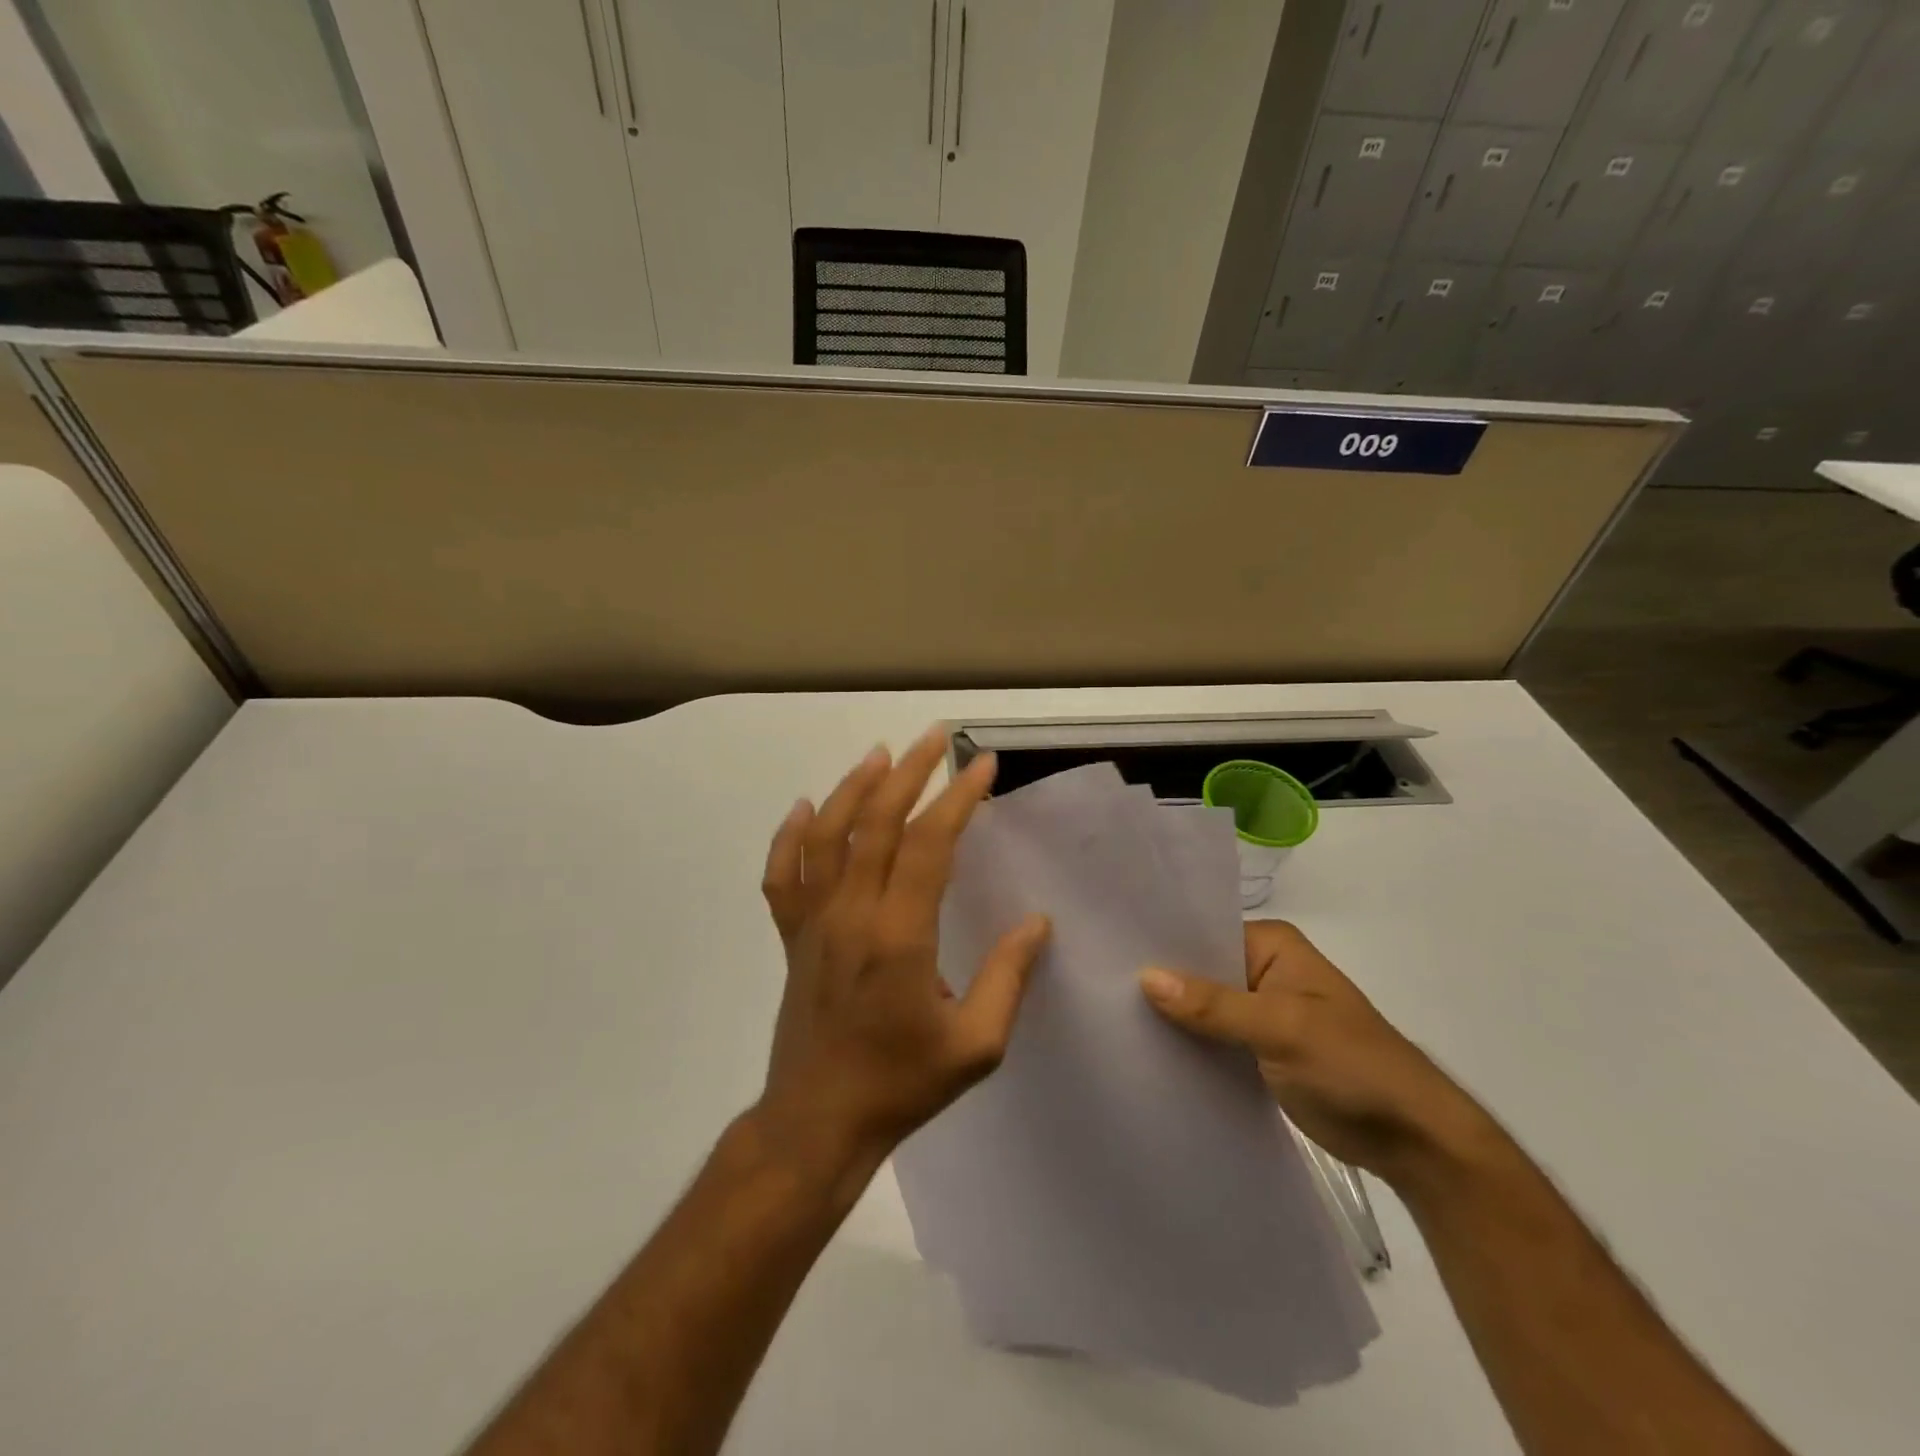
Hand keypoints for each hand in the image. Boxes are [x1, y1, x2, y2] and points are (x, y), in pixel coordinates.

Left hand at [756, 727, 1050, 1184]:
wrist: (818, 1121)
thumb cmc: (901, 1084)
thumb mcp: (975, 1045)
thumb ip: (1008, 978)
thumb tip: (1037, 923)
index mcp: (899, 936)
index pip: (930, 845)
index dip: (957, 799)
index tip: (981, 765)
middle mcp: (851, 914)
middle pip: (878, 823)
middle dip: (910, 773)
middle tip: (935, 738)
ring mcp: (813, 922)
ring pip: (827, 836)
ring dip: (853, 789)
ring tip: (881, 755)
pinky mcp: (791, 936)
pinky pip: (782, 875)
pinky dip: (788, 837)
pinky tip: (803, 809)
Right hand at [1139, 921, 1490, 1185]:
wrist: (1413, 1140)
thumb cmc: (1353, 1066)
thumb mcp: (1282, 1030)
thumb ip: (1214, 1005)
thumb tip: (1145, 977)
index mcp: (1272, 945)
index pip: (1200, 932)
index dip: (1159, 944)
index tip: (1107, 953)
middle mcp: (1262, 968)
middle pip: (1197, 968)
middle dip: (1158, 981)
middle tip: (1099, 987)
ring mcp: (1260, 1010)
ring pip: (1201, 1005)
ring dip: (1170, 1015)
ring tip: (1110, 1017)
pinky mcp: (1258, 1048)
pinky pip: (1212, 1037)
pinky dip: (1188, 1043)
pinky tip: (1147, 1050)